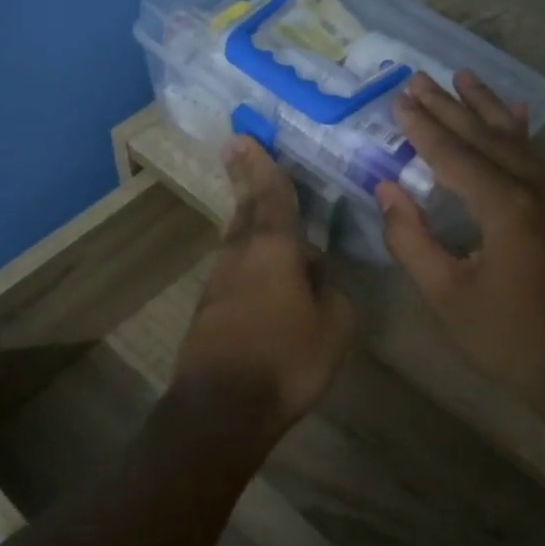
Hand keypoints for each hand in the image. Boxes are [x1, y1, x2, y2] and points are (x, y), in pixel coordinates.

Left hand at [173, 137, 355, 434]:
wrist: (221, 408)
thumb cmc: (286, 360)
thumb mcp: (335, 326)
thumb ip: (331, 290)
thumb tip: (316, 272)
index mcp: (274, 248)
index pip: (273, 195)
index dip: (262, 165)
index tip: (244, 137)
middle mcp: (241, 254)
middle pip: (246, 208)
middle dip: (246, 178)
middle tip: (239, 149)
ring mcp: (220, 280)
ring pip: (237, 237)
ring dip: (248, 216)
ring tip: (257, 202)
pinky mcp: (210, 307)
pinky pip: (235, 266)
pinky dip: (249, 253)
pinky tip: (263, 266)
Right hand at [375, 71, 544, 399]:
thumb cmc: (510, 340)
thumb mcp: (447, 296)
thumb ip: (411, 239)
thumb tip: (387, 189)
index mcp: (507, 210)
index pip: (454, 156)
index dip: (423, 128)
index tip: (398, 99)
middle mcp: (540, 190)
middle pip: (487, 138)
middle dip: (451, 107)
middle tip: (419, 77)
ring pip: (518, 141)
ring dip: (486, 109)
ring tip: (463, 76)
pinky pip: (540, 159)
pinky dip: (520, 133)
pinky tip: (515, 113)